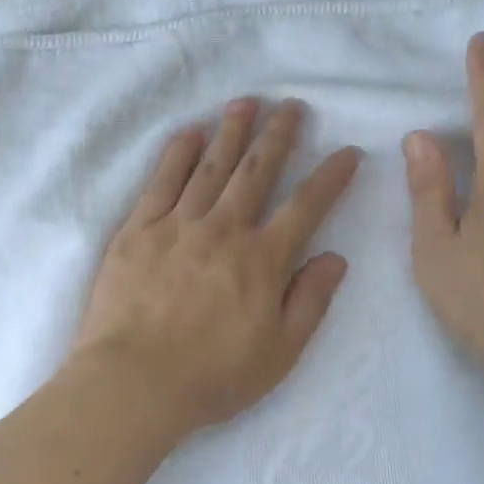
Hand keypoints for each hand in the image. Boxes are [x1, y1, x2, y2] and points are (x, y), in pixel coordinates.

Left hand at [73, 98, 361, 430]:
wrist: (135, 381)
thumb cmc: (213, 376)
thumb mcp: (280, 352)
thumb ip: (311, 301)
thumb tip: (337, 257)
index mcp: (263, 260)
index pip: (306, 206)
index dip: (331, 176)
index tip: (348, 152)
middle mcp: (224, 230)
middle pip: (256, 171)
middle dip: (278, 135)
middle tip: (291, 105)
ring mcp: (177, 225)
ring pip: (210, 167)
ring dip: (231, 131)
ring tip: (245, 102)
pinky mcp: (138, 230)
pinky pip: (161, 182)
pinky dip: (177, 154)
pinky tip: (189, 133)